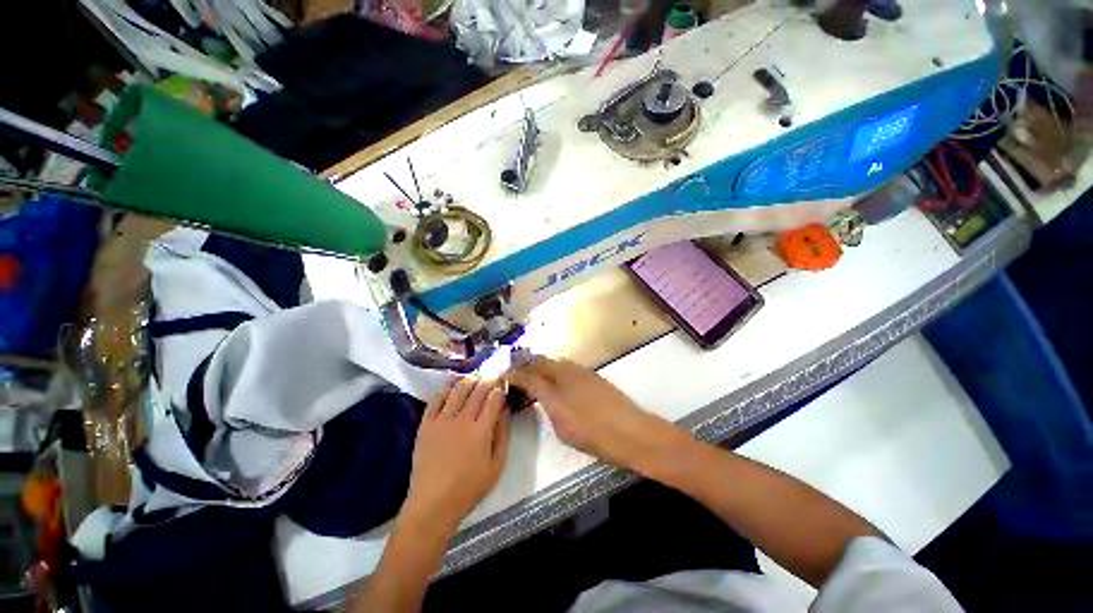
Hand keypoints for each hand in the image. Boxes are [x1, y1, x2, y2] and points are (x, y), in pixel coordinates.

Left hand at [401, 377, 510, 538]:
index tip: (504, 383)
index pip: (493, 398)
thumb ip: (503, 434)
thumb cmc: (469, 488)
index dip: (500, 388)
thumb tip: (506, 409)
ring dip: (469, 380)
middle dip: (488, 379)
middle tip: (493, 373)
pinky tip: (452, 385)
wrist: (432, 504)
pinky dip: (446, 389)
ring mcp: (441, 420)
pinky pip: (436, 399)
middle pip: (477, 390)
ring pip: (457, 390)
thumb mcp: (497, 465)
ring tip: (476, 376)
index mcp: (481, 430)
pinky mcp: (425, 425)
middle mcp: (462, 420)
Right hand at [508, 357, 688, 472]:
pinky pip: (567, 366)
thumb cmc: (593, 434)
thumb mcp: (562, 426)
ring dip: (542, 364)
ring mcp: (580, 371)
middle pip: (541, 362)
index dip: (515, 374)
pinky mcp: (591, 374)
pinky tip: (556, 377)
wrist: (630, 431)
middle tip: (517, 370)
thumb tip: (541, 394)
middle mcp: (565, 372)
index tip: (506, 374)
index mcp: (555, 388)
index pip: (529, 375)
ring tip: (534, 372)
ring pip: (554, 361)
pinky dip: (556, 368)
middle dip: (526, 364)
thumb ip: (547, 406)